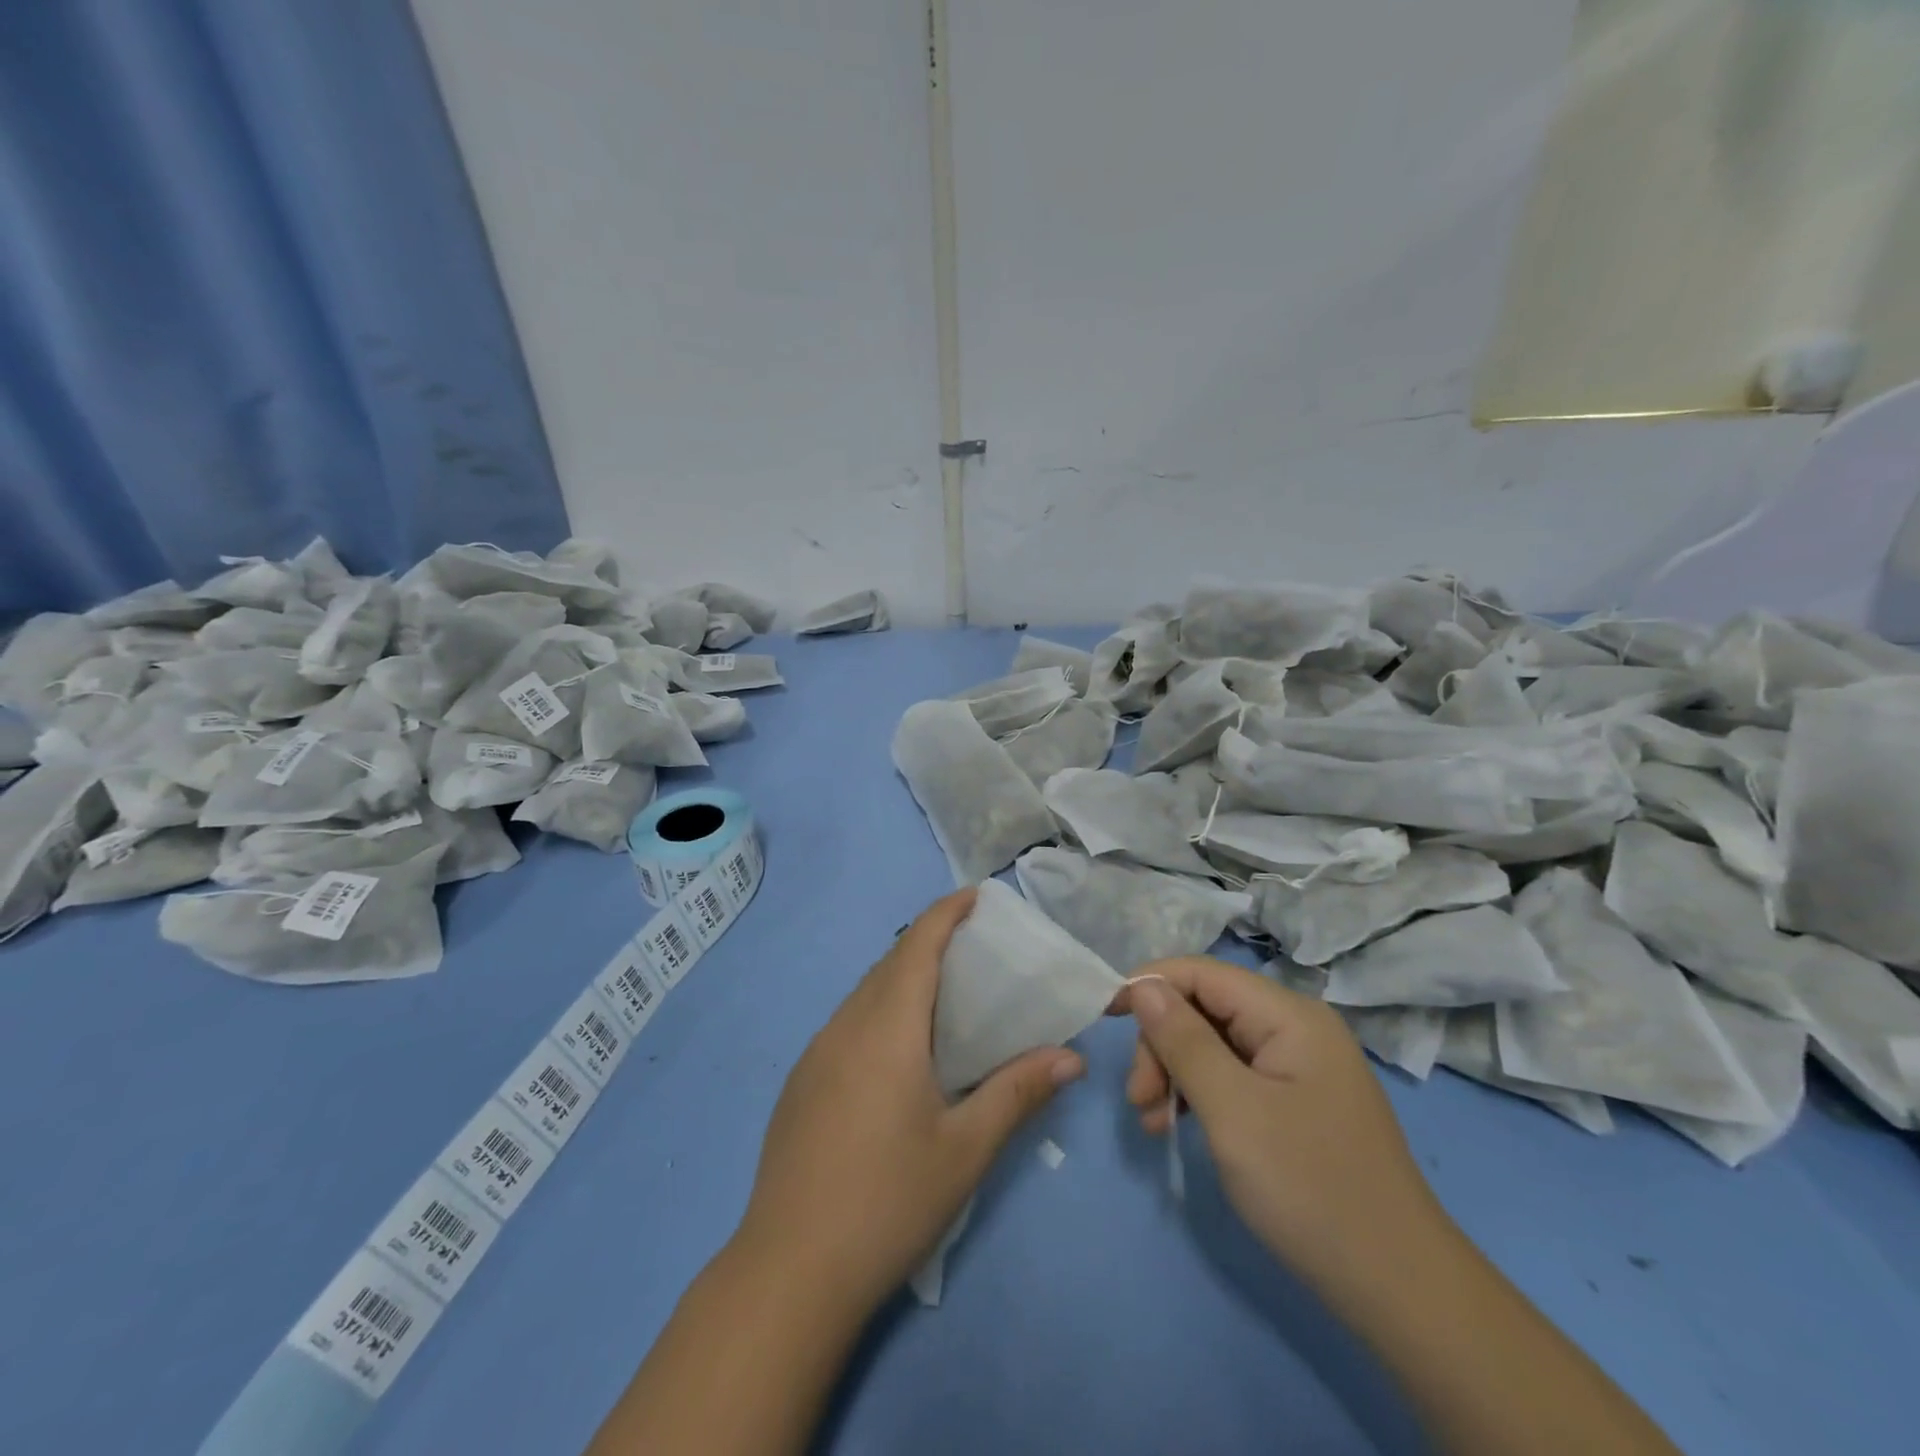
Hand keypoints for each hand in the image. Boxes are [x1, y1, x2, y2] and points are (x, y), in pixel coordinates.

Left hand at [735, 889, 1084, 1314]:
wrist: (790, 1270)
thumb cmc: (889, 1200)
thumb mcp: (966, 1148)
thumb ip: (1019, 1092)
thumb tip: (1071, 1057)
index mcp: (887, 1028)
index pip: (917, 945)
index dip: (946, 912)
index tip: (977, 896)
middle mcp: (846, 1026)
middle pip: (890, 963)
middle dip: (930, 942)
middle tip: (975, 950)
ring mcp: (816, 1053)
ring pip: (865, 993)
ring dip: (903, 977)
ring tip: (945, 996)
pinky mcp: (802, 1081)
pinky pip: (848, 1022)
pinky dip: (880, 1010)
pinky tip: (899, 1051)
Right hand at [1120, 958, 1443, 1290]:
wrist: (1399, 1292)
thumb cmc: (1310, 1187)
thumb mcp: (1232, 1110)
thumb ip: (1182, 1041)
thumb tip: (1143, 985)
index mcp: (1289, 1016)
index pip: (1202, 973)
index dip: (1149, 984)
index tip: (1103, 1015)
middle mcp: (1296, 1028)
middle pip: (1204, 1008)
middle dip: (1162, 1044)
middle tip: (1140, 1098)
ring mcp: (1298, 1066)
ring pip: (1213, 1044)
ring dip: (1174, 1073)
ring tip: (1153, 1120)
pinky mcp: (1296, 1101)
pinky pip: (1232, 1077)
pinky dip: (1198, 1095)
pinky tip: (1176, 1126)